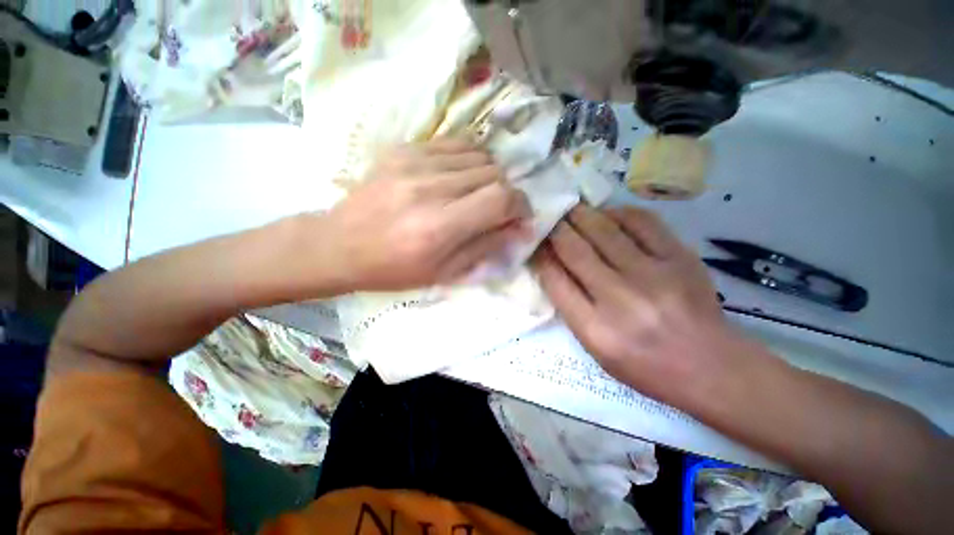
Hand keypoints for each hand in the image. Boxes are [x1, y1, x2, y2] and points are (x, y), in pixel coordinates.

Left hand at [324, 139, 530, 290]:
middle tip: (498, 210)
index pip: (500, 199)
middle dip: (506, 193)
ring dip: (490, 175)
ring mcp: (415, 162)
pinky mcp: (404, 149)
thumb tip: (517, 227)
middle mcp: (430, 188)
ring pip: (479, 155)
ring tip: (480, 193)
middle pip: (493, 174)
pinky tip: (462, 176)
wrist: (339, 245)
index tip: (520, 216)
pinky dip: (470, 159)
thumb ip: (485, 246)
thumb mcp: (444, 272)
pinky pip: (455, 143)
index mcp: (439, 227)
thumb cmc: (393, 269)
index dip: (520, 205)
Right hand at [533, 205, 736, 402]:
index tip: (537, 244)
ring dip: (581, 215)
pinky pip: (642, 222)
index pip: (555, 280)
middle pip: (575, 250)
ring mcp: (653, 276)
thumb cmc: (644, 365)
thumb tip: (553, 265)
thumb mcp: (595, 348)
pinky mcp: (680, 259)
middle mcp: (620, 300)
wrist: (710, 367)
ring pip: (604, 230)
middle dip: (556, 229)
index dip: (541, 256)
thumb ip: (570, 307)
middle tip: (549, 218)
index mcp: (595, 329)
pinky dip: (618, 214)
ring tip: (571, 209)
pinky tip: (608, 215)